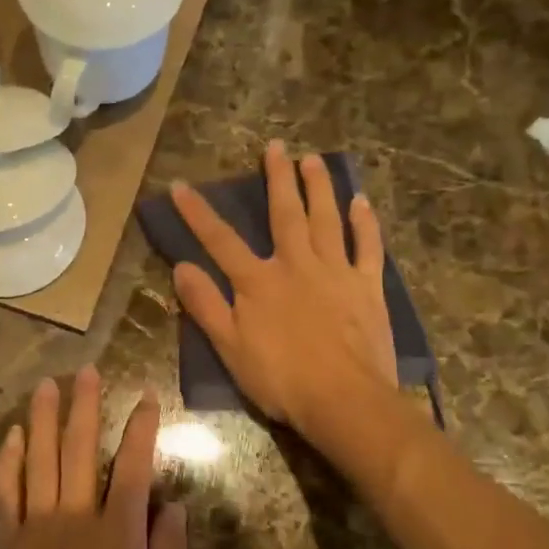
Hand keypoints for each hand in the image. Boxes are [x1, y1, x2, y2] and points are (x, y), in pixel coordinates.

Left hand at [0, 366, 188, 548]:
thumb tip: (176, 506)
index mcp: (117, 535)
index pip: (133, 467)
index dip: (141, 429)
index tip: (146, 398)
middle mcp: (76, 518)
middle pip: (80, 449)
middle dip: (85, 406)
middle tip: (86, 371)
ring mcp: (36, 527)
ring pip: (40, 459)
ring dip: (44, 419)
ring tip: (47, 385)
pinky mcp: (6, 543)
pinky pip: (6, 492)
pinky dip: (9, 461)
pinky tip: (14, 436)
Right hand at [170, 141, 397, 440]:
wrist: (345, 401)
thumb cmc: (281, 378)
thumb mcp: (230, 347)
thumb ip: (205, 305)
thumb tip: (181, 266)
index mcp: (258, 281)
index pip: (220, 240)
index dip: (198, 213)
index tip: (181, 185)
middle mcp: (296, 264)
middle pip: (284, 214)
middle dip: (277, 179)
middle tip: (276, 147)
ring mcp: (336, 272)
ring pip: (326, 219)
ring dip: (319, 187)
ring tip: (314, 160)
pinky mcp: (367, 287)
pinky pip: (367, 247)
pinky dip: (365, 223)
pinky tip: (361, 202)